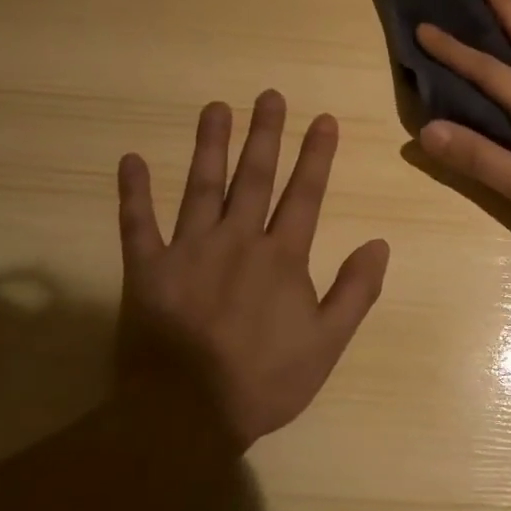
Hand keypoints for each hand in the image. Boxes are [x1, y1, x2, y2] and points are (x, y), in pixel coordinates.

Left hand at [116, 92, 389, 446]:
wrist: (187, 415)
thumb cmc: (264, 381)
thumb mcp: (327, 344)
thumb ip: (355, 291)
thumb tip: (380, 244)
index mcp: (281, 257)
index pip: (304, 194)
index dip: (316, 155)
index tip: (323, 119)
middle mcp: (236, 240)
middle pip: (254, 177)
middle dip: (265, 134)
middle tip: (269, 95)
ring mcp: (188, 250)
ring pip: (201, 187)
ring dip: (209, 145)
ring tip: (215, 107)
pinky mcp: (146, 269)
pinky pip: (136, 224)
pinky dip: (132, 193)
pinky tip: (130, 160)